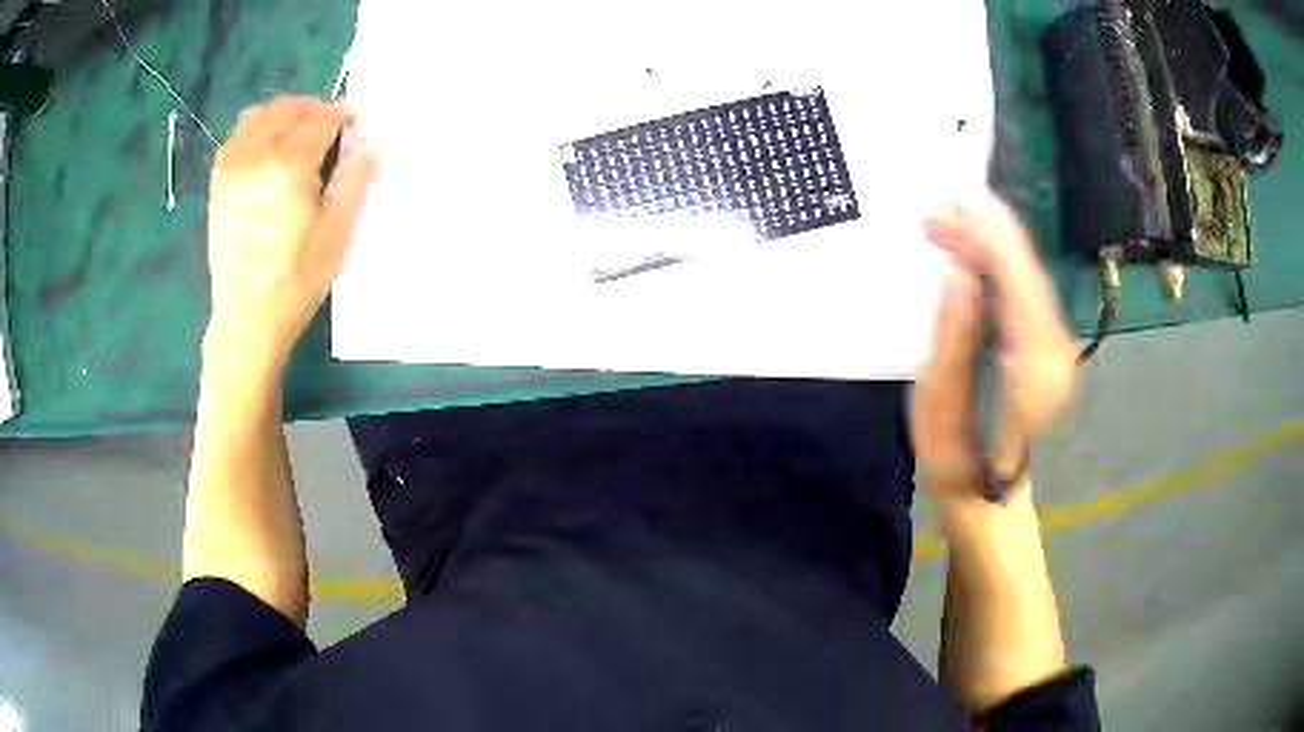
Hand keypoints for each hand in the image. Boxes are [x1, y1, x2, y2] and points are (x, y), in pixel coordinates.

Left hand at [205, 96, 377, 365]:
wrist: (246, 319)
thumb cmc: (296, 280)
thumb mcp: (337, 232)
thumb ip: (355, 176)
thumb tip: (369, 136)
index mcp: (289, 166)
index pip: (321, 116)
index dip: (343, 114)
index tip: (356, 122)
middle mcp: (256, 155)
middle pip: (290, 107)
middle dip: (315, 110)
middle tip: (330, 131)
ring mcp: (231, 166)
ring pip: (261, 113)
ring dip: (286, 114)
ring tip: (300, 136)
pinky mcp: (218, 180)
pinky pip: (239, 133)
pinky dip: (259, 129)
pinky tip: (271, 150)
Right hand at [911, 194, 1077, 508]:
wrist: (995, 498)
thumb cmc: (960, 469)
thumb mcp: (940, 415)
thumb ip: (951, 343)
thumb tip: (956, 274)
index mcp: (1034, 375)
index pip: (1016, 286)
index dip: (986, 241)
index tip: (947, 211)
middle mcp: (1057, 354)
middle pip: (1027, 273)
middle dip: (985, 233)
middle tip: (937, 210)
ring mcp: (1058, 349)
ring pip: (1028, 276)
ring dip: (989, 244)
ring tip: (945, 225)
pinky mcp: (1050, 346)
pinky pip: (1025, 290)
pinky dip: (998, 264)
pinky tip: (971, 251)